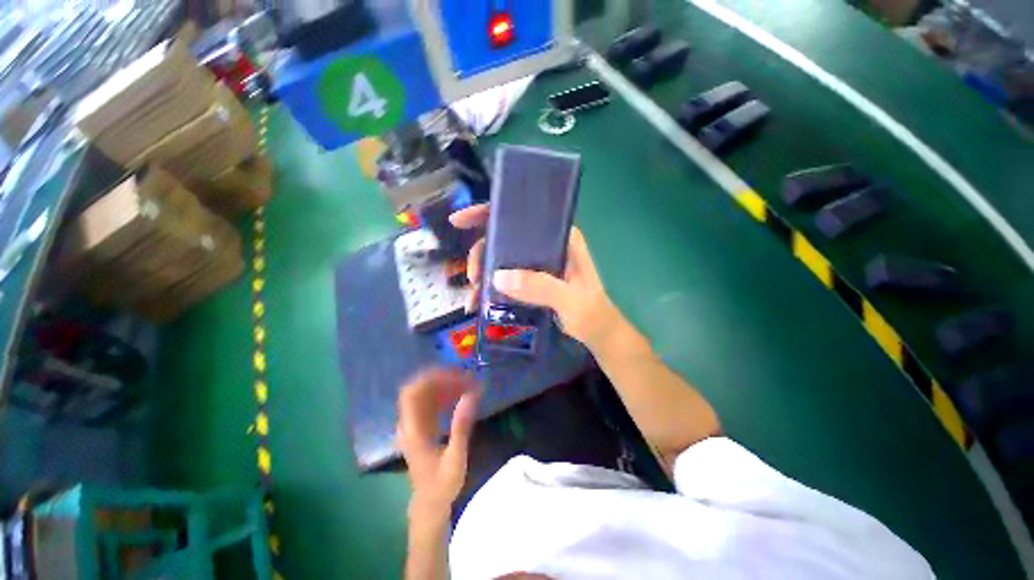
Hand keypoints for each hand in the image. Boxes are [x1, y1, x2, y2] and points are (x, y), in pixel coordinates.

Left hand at [397, 368, 480, 516]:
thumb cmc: (442, 484)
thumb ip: (462, 427)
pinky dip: (444, 393)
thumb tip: (471, 396)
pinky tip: (460, 394)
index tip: (456, 375)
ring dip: (444, 384)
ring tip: (467, 383)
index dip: (432, 379)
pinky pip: (430, 401)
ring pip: (424, 393)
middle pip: (417, 388)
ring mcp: (413, 424)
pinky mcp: (421, 425)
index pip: (412, 393)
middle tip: (465, 377)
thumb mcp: (456, 458)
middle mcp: (409, 423)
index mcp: (412, 431)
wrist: (429, 503)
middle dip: (441, 378)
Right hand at [450, 204, 620, 348]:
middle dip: (481, 254)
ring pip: (501, 259)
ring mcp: (538, 264)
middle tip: (472, 278)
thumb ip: (542, 288)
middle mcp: (546, 246)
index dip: (489, 213)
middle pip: (504, 238)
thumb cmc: (593, 314)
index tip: (459, 221)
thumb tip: (498, 277)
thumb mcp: (571, 301)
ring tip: (472, 298)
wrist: (598, 333)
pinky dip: (490, 289)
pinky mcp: (532, 281)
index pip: (523, 216)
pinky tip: (479, 304)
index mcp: (560, 238)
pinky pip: (505, 278)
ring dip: (482, 275)